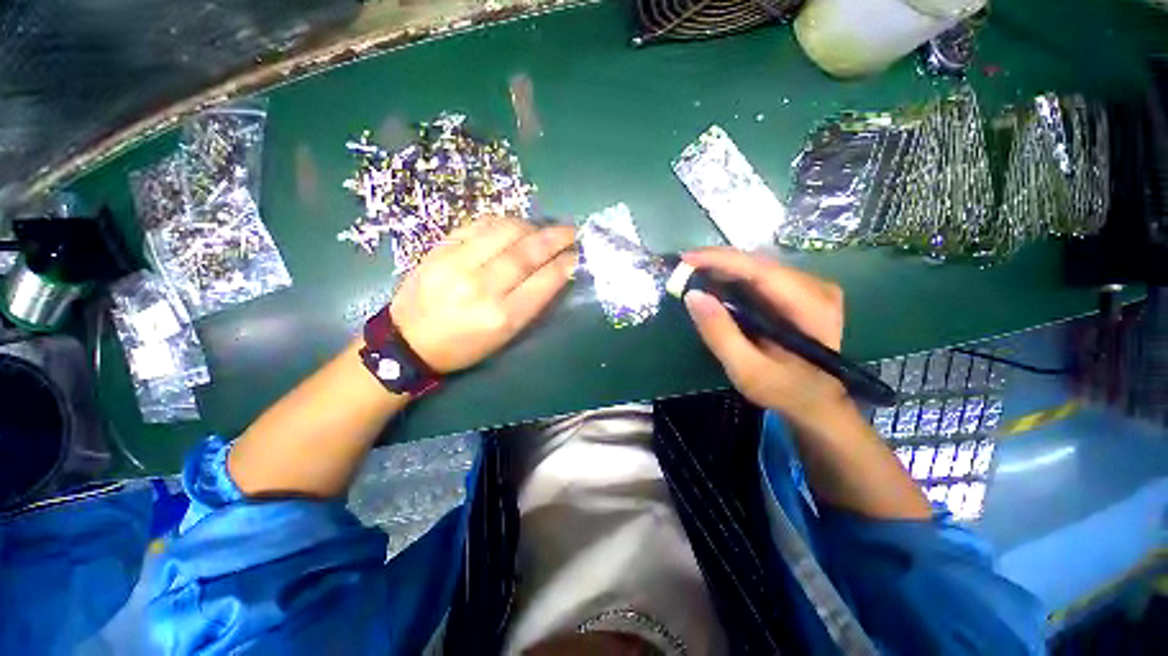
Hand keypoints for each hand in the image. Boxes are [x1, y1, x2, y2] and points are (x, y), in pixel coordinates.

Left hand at [390, 217, 576, 372]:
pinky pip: (478, 225)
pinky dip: (502, 222)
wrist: (409, 341)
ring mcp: (457, 264)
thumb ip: (531, 304)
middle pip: (525, 253)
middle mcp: (481, 288)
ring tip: (542, 229)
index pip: (542, 282)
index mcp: (502, 317)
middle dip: (554, 238)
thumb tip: (556, 273)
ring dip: (530, 226)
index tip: (577, 255)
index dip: (564, 265)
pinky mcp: (440, 249)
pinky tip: (513, 225)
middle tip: (570, 232)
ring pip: (503, 232)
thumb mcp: (505, 337)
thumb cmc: (465, 346)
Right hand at [682, 248, 851, 427]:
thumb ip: (719, 334)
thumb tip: (692, 295)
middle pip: (759, 263)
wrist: (815, 400)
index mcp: (811, 307)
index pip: (761, 271)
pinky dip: (732, 276)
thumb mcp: (746, 370)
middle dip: (717, 262)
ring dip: (722, 267)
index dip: (721, 260)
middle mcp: (816, 287)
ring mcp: (809, 287)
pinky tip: (713, 281)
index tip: (686, 259)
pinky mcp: (798, 291)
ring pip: (757, 266)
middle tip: (683, 267)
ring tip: (692, 272)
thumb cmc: (783, 390)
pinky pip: (759, 275)